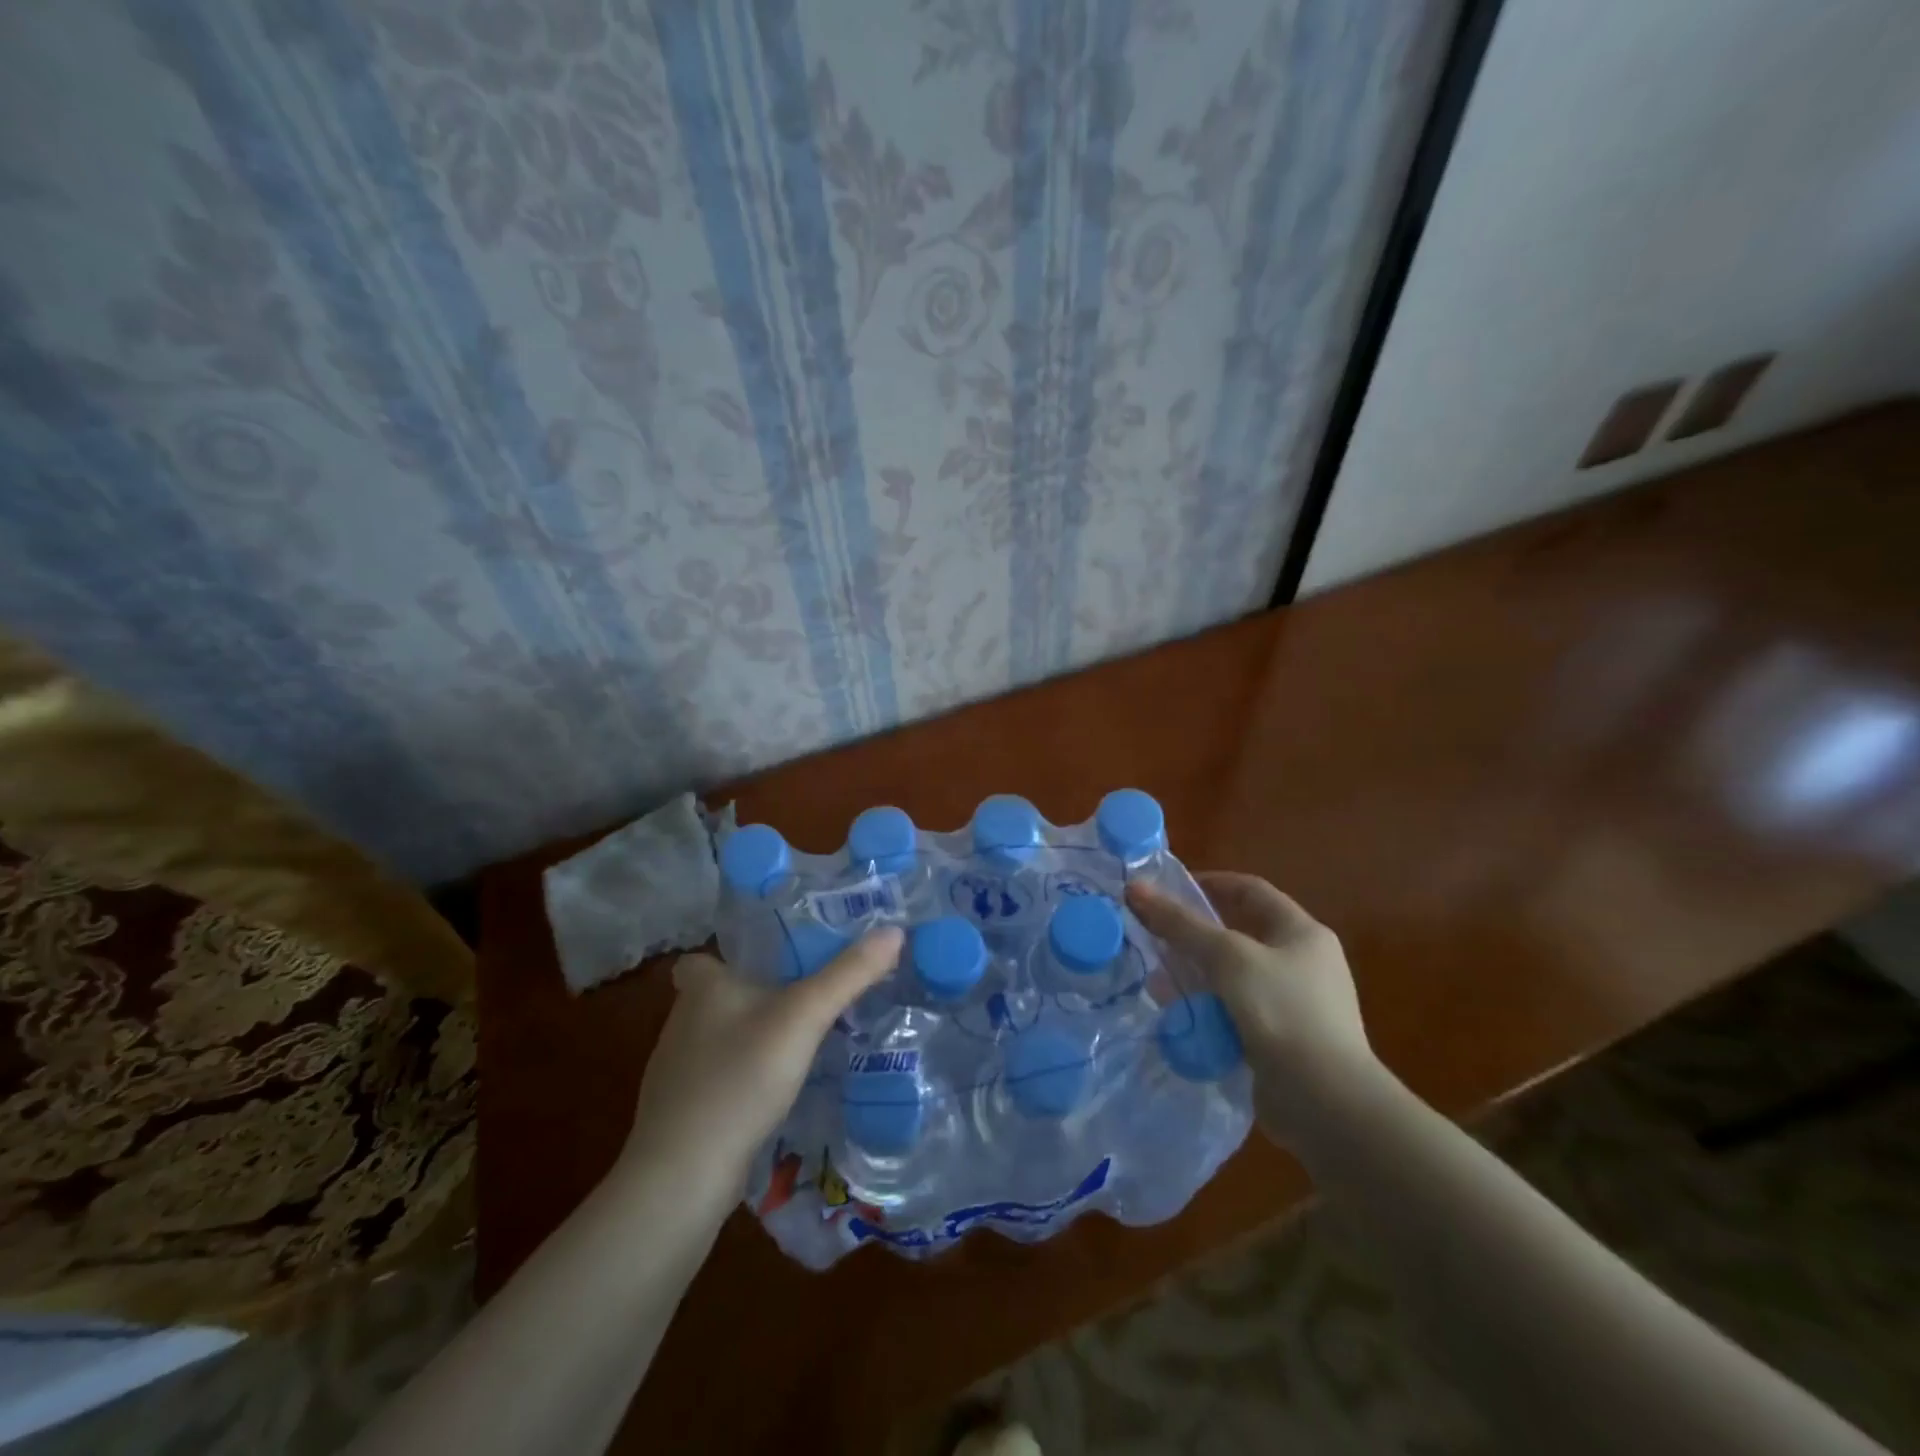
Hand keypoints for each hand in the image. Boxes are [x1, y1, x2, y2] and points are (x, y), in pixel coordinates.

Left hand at [620, 928, 902, 1198]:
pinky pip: (720, 1079)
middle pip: (717, 996)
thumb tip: (894, 932)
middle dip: (754, 996)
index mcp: (702, 988)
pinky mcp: (684, 1113)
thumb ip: (849, 974)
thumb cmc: (739, 1078)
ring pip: (720, 1039)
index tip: (768, 964)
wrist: (683, 1176)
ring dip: (752, 1038)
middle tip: (804, 996)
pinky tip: (776, 1092)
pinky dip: (744, 1078)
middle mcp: (681, 1022)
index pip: (700, 958)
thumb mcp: (804, 1017)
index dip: (728, 958)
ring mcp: (678, 1072)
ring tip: (801, 1041)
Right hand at [1126, 873, 1382, 1142]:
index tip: (1168, 891)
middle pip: (1240, 935)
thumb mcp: (1228, 958)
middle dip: (1195, 936)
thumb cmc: (1282, 1012)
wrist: (1328, 1104)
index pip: (1251, 891)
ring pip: (1234, 977)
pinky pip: (1237, 1013)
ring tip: (1158, 981)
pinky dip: (1209, 1011)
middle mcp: (1304, 963)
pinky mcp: (1284, 1041)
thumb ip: (1180, 923)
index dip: (1210, 884)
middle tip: (1155, 938)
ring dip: (1197, 977)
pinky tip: (1180, 1018)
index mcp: (1303, 933)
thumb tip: (1135, 887)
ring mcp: (1296, 1004)